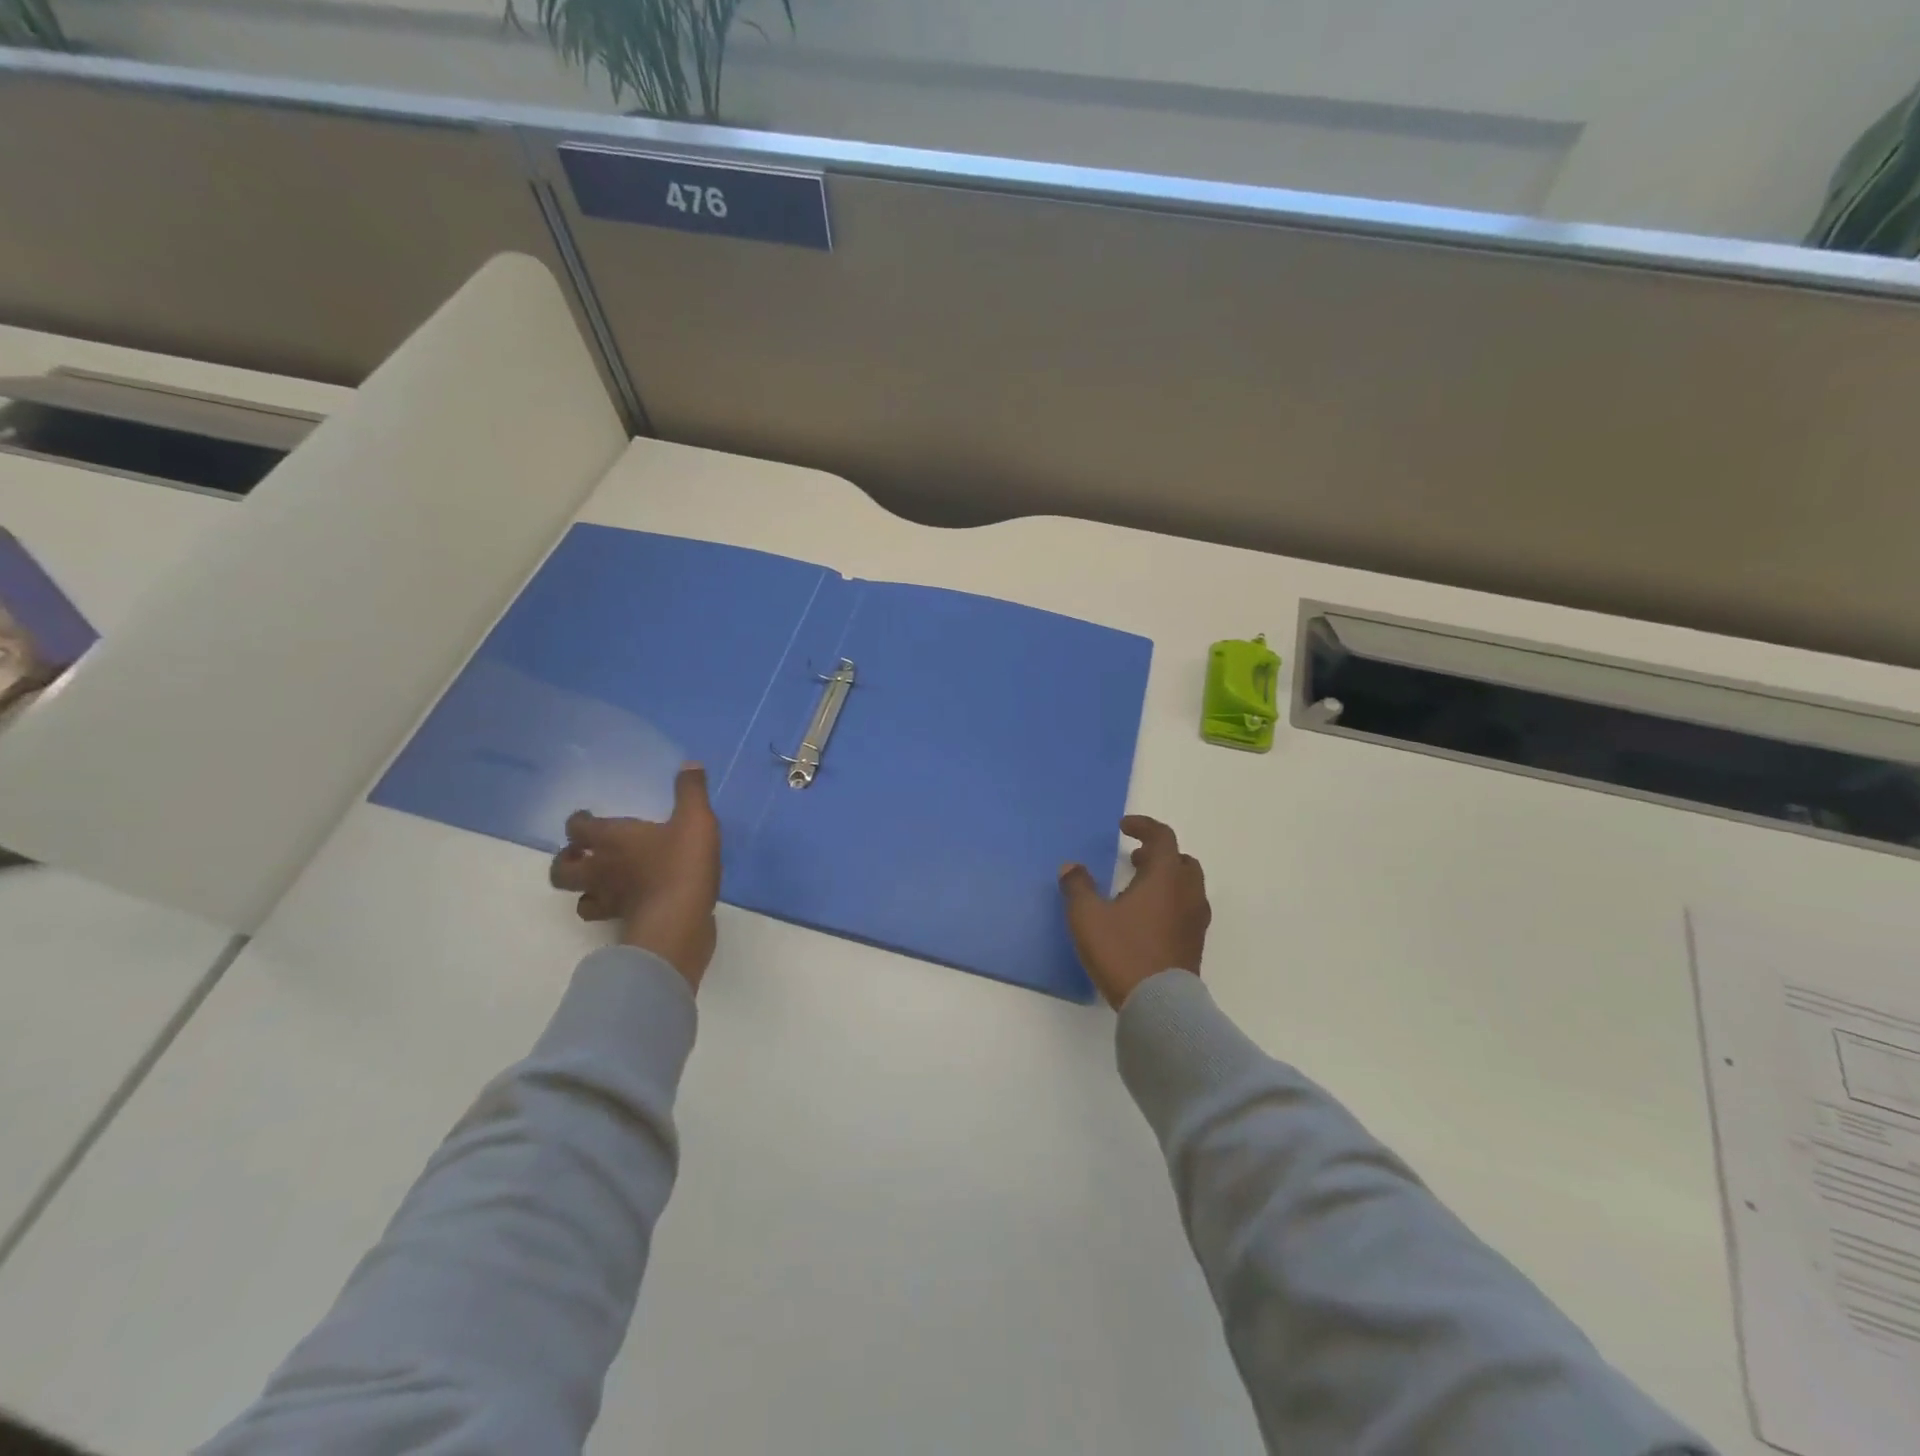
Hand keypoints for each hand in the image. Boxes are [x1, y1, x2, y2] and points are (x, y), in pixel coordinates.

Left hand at [549, 763, 721, 988]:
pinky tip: (627, 902)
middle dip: (567, 859)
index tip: (587, 816)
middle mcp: (600, 869)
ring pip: (578, 897)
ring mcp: (609, 900)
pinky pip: (605, 915)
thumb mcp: (695, 819)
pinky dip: (610, 908)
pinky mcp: (624, 922)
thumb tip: (690, 764)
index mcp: (611, 839)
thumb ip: (691, 792)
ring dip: (583, 888)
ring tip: (601, 881)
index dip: (579, 821)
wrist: (680, 920)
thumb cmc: (681, 863)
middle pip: (562, 869)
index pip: (577, 827)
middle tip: (585, 853)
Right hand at [1059, 816, 1210, 1009]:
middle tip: (1134, 859)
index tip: (1124, 827)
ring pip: (1187, 886)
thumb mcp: (1088, 917)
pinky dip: (1170, 902)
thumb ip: (1078, 887)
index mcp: (1165, 877)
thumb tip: (1071, 867)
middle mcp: (1187, 893)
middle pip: (1181, 860)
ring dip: (1166, 879)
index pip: (1162, 837)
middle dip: (1158, 855)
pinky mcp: (1195, 944)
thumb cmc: (1123, 951)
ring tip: (1137, 890)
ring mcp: (1195, 920)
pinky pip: (1186, 909)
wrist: (1160, 1006)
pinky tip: (1146, 919)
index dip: (1143, 827)